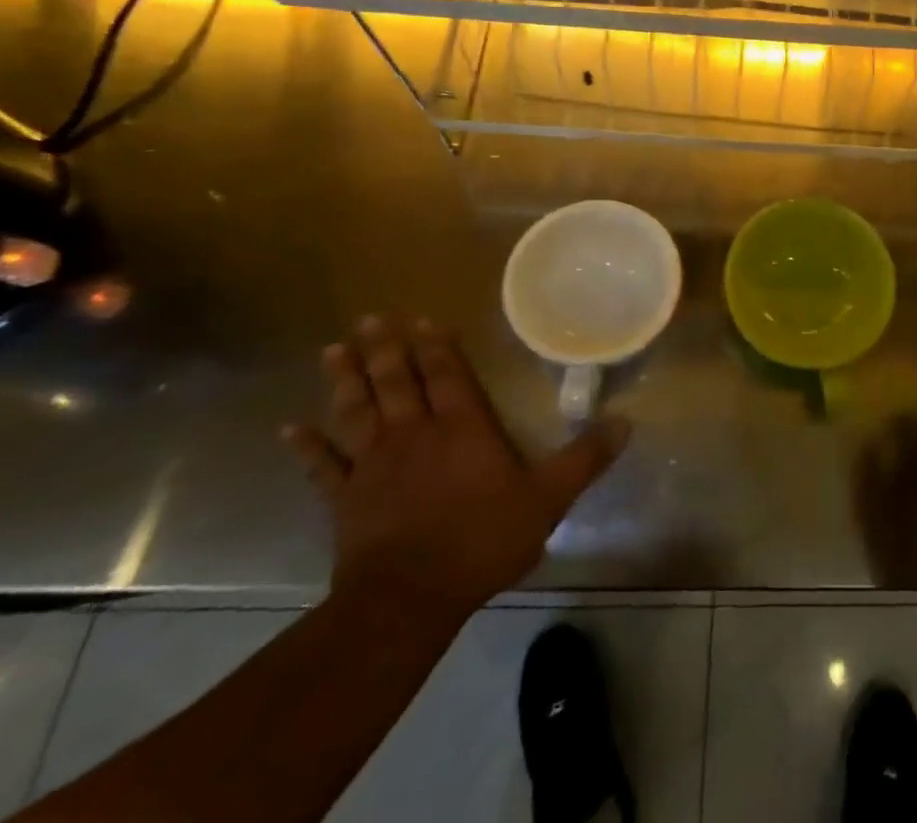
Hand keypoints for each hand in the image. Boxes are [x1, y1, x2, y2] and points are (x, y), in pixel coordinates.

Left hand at [284, 315, 627, 620]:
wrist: (408, 599)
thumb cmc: (481, 540)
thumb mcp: (547, 499)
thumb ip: (585, 459)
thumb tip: (627, 421)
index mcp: (462, 428)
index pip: (448, 375)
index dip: (436, 347)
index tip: (421, 319)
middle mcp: (415, 434)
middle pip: (397, 382)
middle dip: (385, 348)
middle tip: (369, 317)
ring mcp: (374, 465)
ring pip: (357, 411)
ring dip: (345, 380)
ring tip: (333, 350)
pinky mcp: (346, 500)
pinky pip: (323, 467)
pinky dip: (307, 447)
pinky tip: (289, 428)